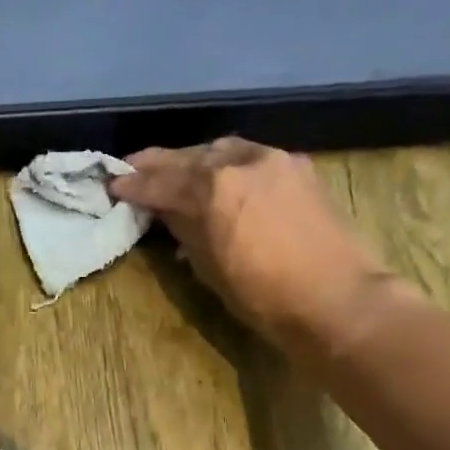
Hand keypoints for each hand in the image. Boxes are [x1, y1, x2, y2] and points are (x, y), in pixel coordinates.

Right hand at [111, 138, 399, 359]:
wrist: (336, 299)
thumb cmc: (263, 295)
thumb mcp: (209, 267)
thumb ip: (184, 229)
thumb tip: (166, 213)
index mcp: (215, 187)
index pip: (162, 181)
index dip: (134, 185)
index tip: (113, 185)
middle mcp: (243, 161)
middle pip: (191, 156)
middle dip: (160, 164)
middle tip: (134, 169)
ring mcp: (276, 160)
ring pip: (223, 149)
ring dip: (195, 159)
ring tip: (175, 171)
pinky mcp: (299, 169)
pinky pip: (251, 157)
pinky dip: (227, 163)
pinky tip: (220, 177)